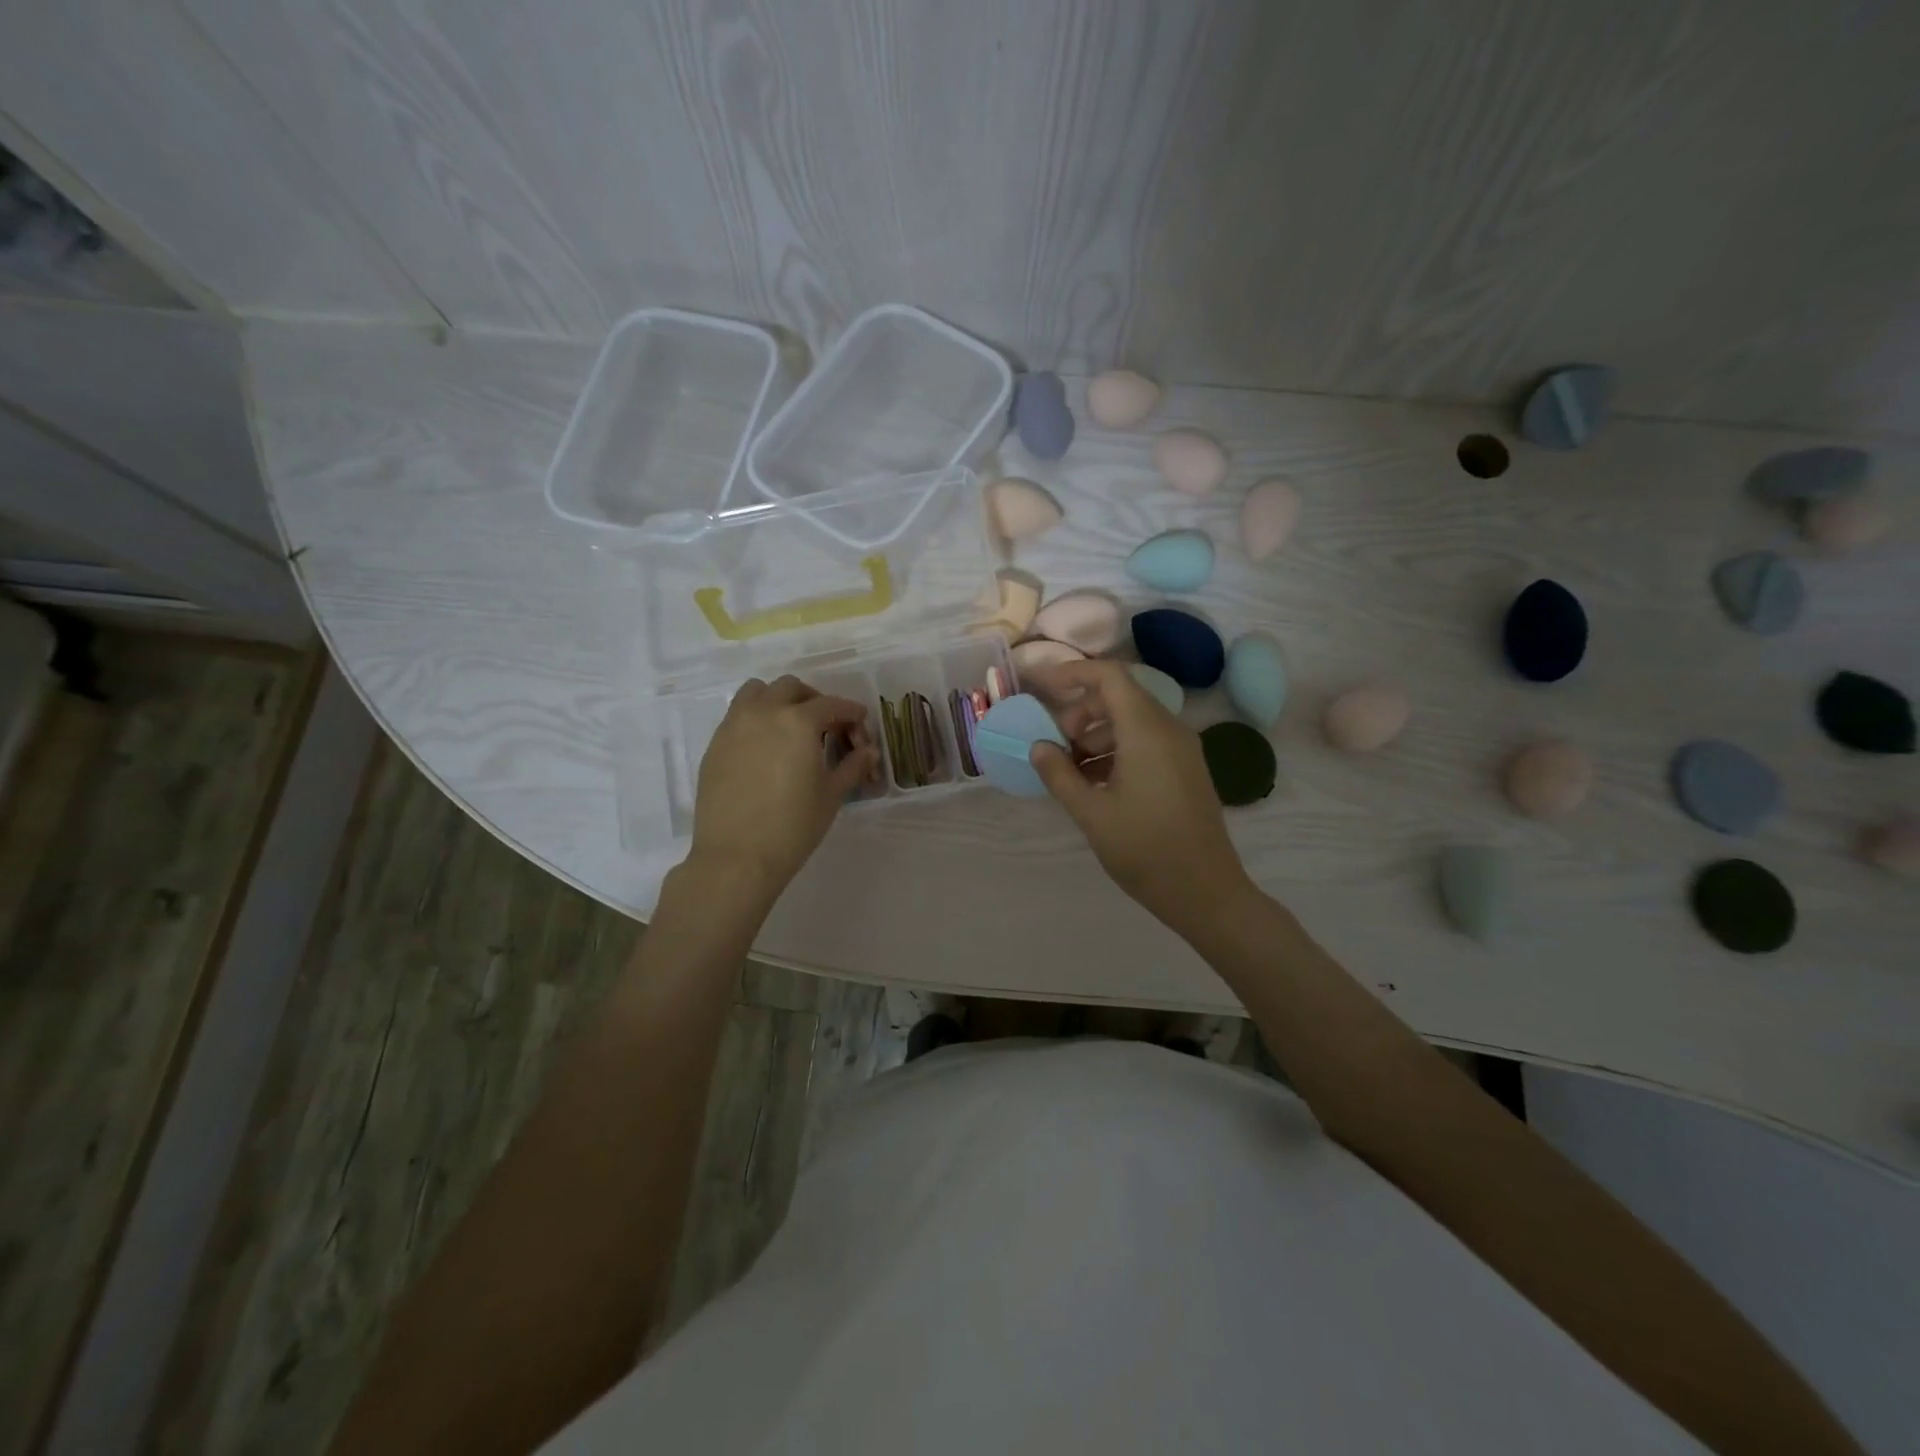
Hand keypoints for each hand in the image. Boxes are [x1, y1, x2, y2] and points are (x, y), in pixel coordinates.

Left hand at [688, 675, 880, 893]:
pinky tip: (765, 748)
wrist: (736, 857)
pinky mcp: (715, 745)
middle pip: (791, 688)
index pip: (831, 705)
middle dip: (814, 700)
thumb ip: (852, 766)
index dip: (851, 712)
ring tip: (790, 727)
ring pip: (757, 692)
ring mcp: (734, 726)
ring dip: (778, 700)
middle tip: (827, 726)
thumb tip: (868, 752)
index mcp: (798, 721)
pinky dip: (756, 719)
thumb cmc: (793, 826)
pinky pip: (738, 716)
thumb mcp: (831, 795)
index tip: (860, 723)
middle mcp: (764, 713)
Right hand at [1025, 659, 1253, 932]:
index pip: (1109, 677)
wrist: (1207, 893)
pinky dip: (1116, 750)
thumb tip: (1039, 747)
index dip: (1072, 674)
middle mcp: (1169, 730)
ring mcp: (1182, 750)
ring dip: (1096, 734)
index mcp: (1147, 732)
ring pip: (1132, 720)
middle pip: (1119, 697)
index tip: (1040, 688)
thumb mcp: (1092, 814)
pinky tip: (1096, 784)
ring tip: (1071, 771)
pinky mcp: (1186, 769)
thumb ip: (1060, 775)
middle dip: (1080, 713)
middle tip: (1055, 746)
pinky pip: (1146, 742)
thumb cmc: (1146, 851)